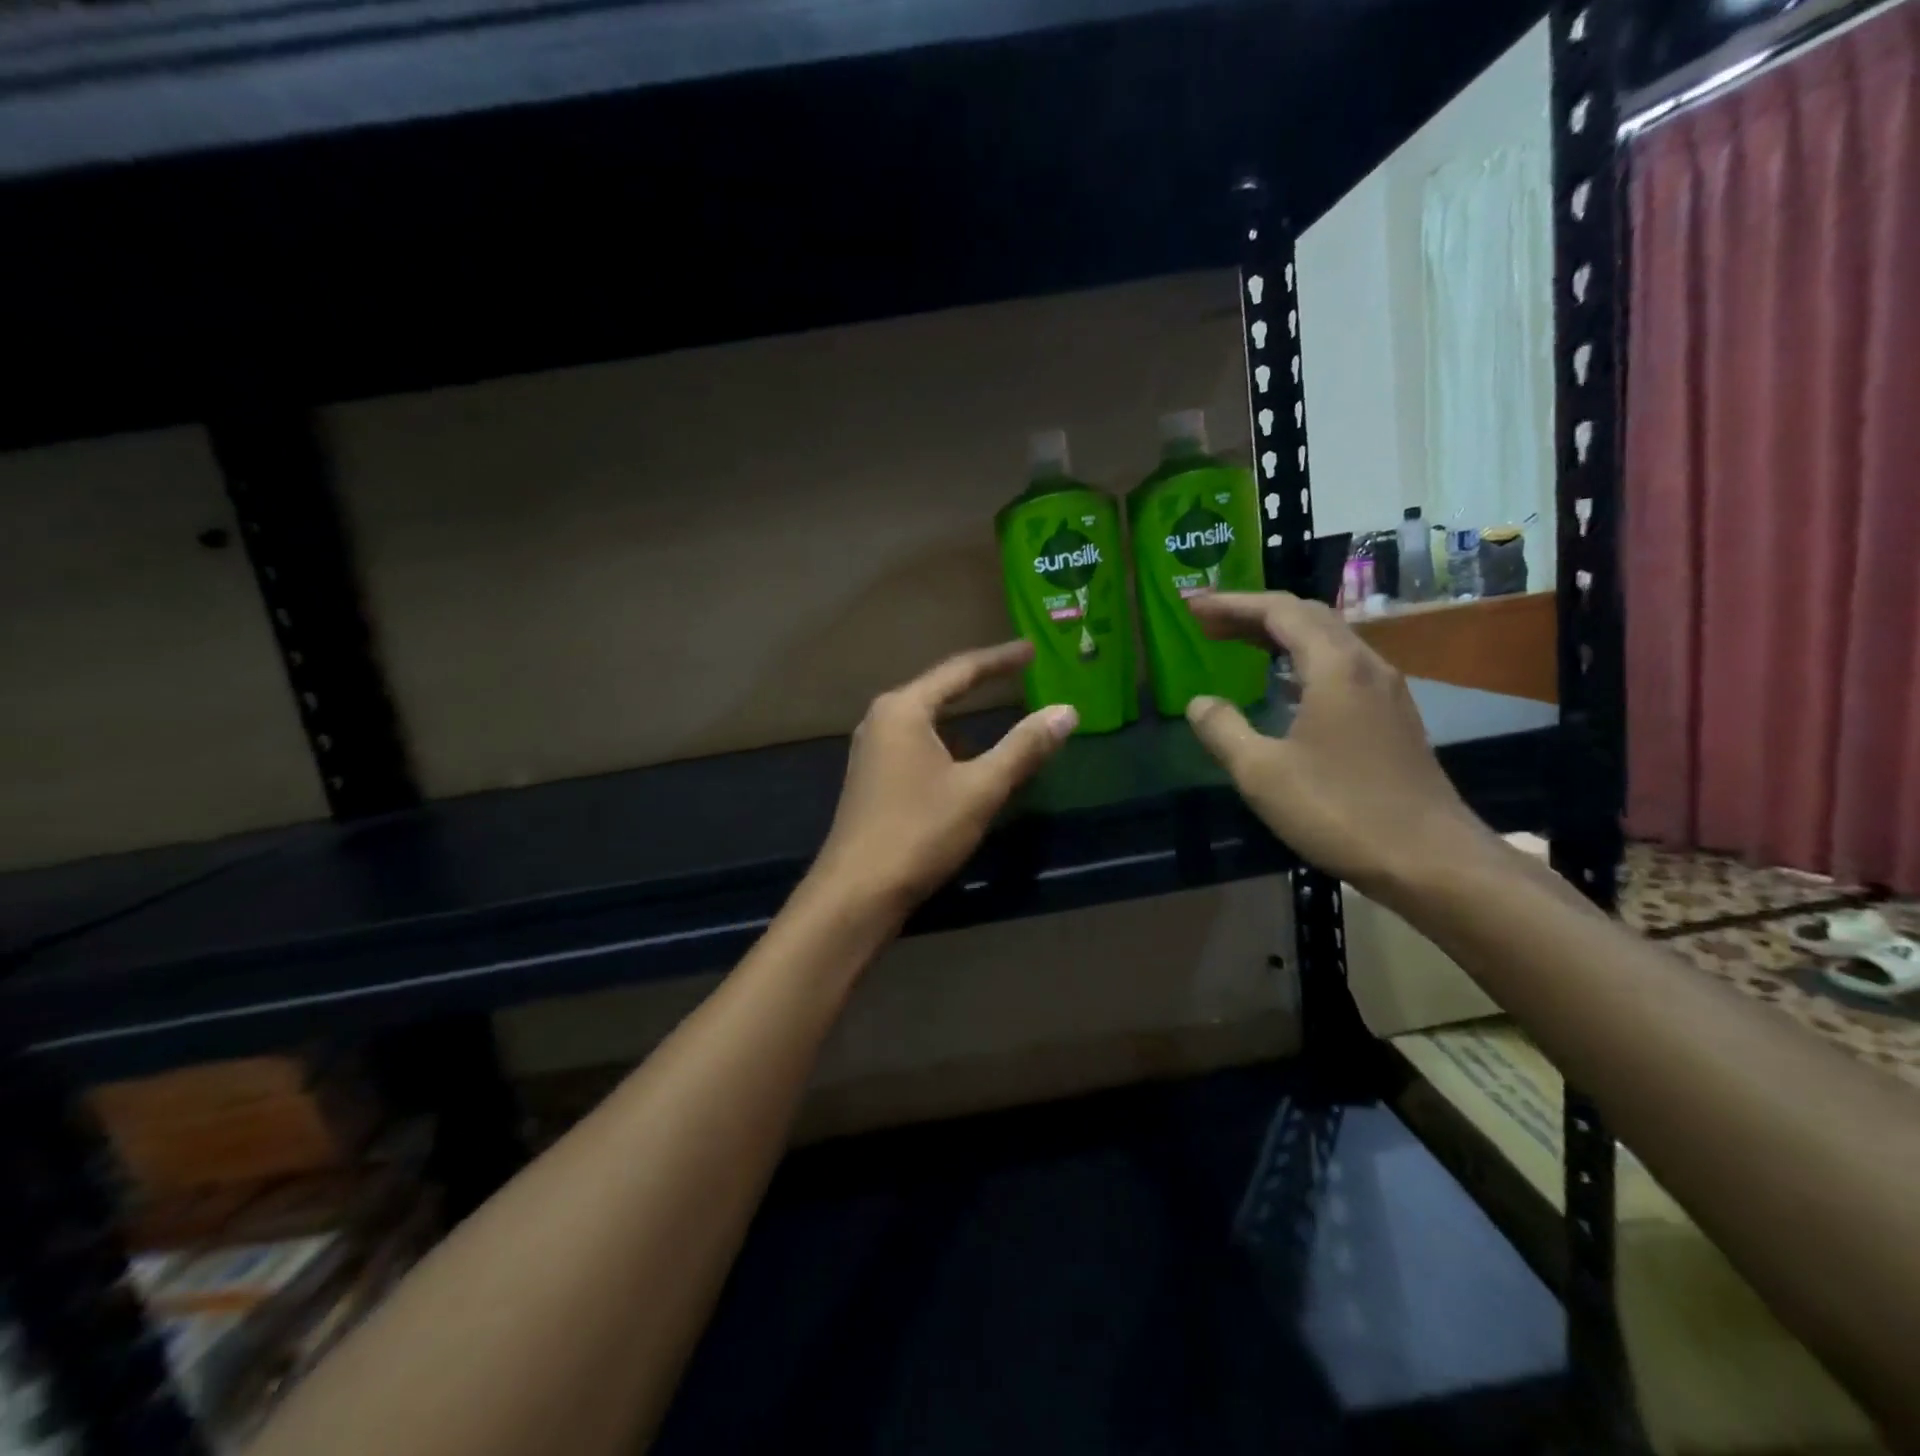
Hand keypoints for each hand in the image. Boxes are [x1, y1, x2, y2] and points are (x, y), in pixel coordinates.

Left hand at [809, 641, 1077, 918]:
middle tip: (1019, 674)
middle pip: (939, 690)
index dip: (1000, 660)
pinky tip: (964, 760)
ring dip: (962, 716)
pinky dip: (947, 743)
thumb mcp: (980, 789)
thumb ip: (1023, 747)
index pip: (960, 670)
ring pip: (927, 721)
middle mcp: (881, 720)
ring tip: (997, 712)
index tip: (1032, 650)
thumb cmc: (918, 832)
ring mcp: (871, 751)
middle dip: (980, 683)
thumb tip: (1066, 711)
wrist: (856, 893)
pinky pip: (916, 745)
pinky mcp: (871, 779)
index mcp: (904, 709)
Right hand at [1183, 592, 1486, 893]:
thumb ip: (1223, 730)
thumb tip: (1199, 702)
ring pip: (1328, 641)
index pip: (1279, 611)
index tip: (1193, 607)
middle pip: (1307, 616)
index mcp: (1335, 668)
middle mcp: (1366, 666)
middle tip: (1208, 622)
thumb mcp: (1262, 773)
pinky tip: (1284, 687)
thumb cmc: (1340, 810)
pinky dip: (1301, 661)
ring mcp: (1385, 692)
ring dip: (1280, 634)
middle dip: (1254, 613)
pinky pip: (1340, 668)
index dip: (1232, 603)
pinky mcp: (1392, 718)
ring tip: (1238, 643)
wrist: (1430, 859)